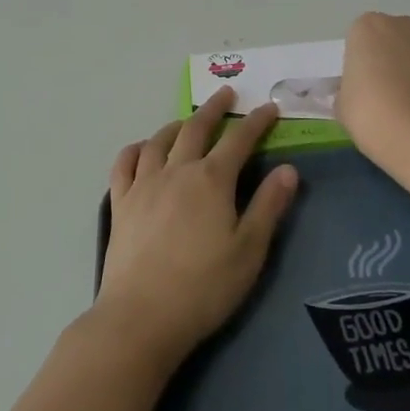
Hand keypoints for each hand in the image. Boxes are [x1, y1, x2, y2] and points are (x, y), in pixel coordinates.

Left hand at [93, 87, 299, 371]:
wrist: (142, 316)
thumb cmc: (204, 287)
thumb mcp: (249, 250)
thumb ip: (268, 206)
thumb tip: (288, 169)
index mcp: (211, 180)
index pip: (239, 140)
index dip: (256, 122)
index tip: (269, 108)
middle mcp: (177, 171)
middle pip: (196, 129)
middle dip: (214, 109)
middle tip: (226, 94)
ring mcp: (144, 185)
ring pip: (159, 141)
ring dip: (176, 125)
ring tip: (187, 122)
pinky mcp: (121, 203)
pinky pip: (125, 164)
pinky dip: (135, 149)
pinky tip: (142, 149)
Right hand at [336, 12, 409, 155]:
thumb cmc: (369, 112)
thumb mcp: (342, 103)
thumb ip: (350, 89)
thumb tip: (360, 93)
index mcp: (366, 27)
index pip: (361, 39)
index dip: (362, 63)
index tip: (364, 86)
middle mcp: (401, 24)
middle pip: (392, 37)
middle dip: (391, 58)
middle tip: (387, 92)